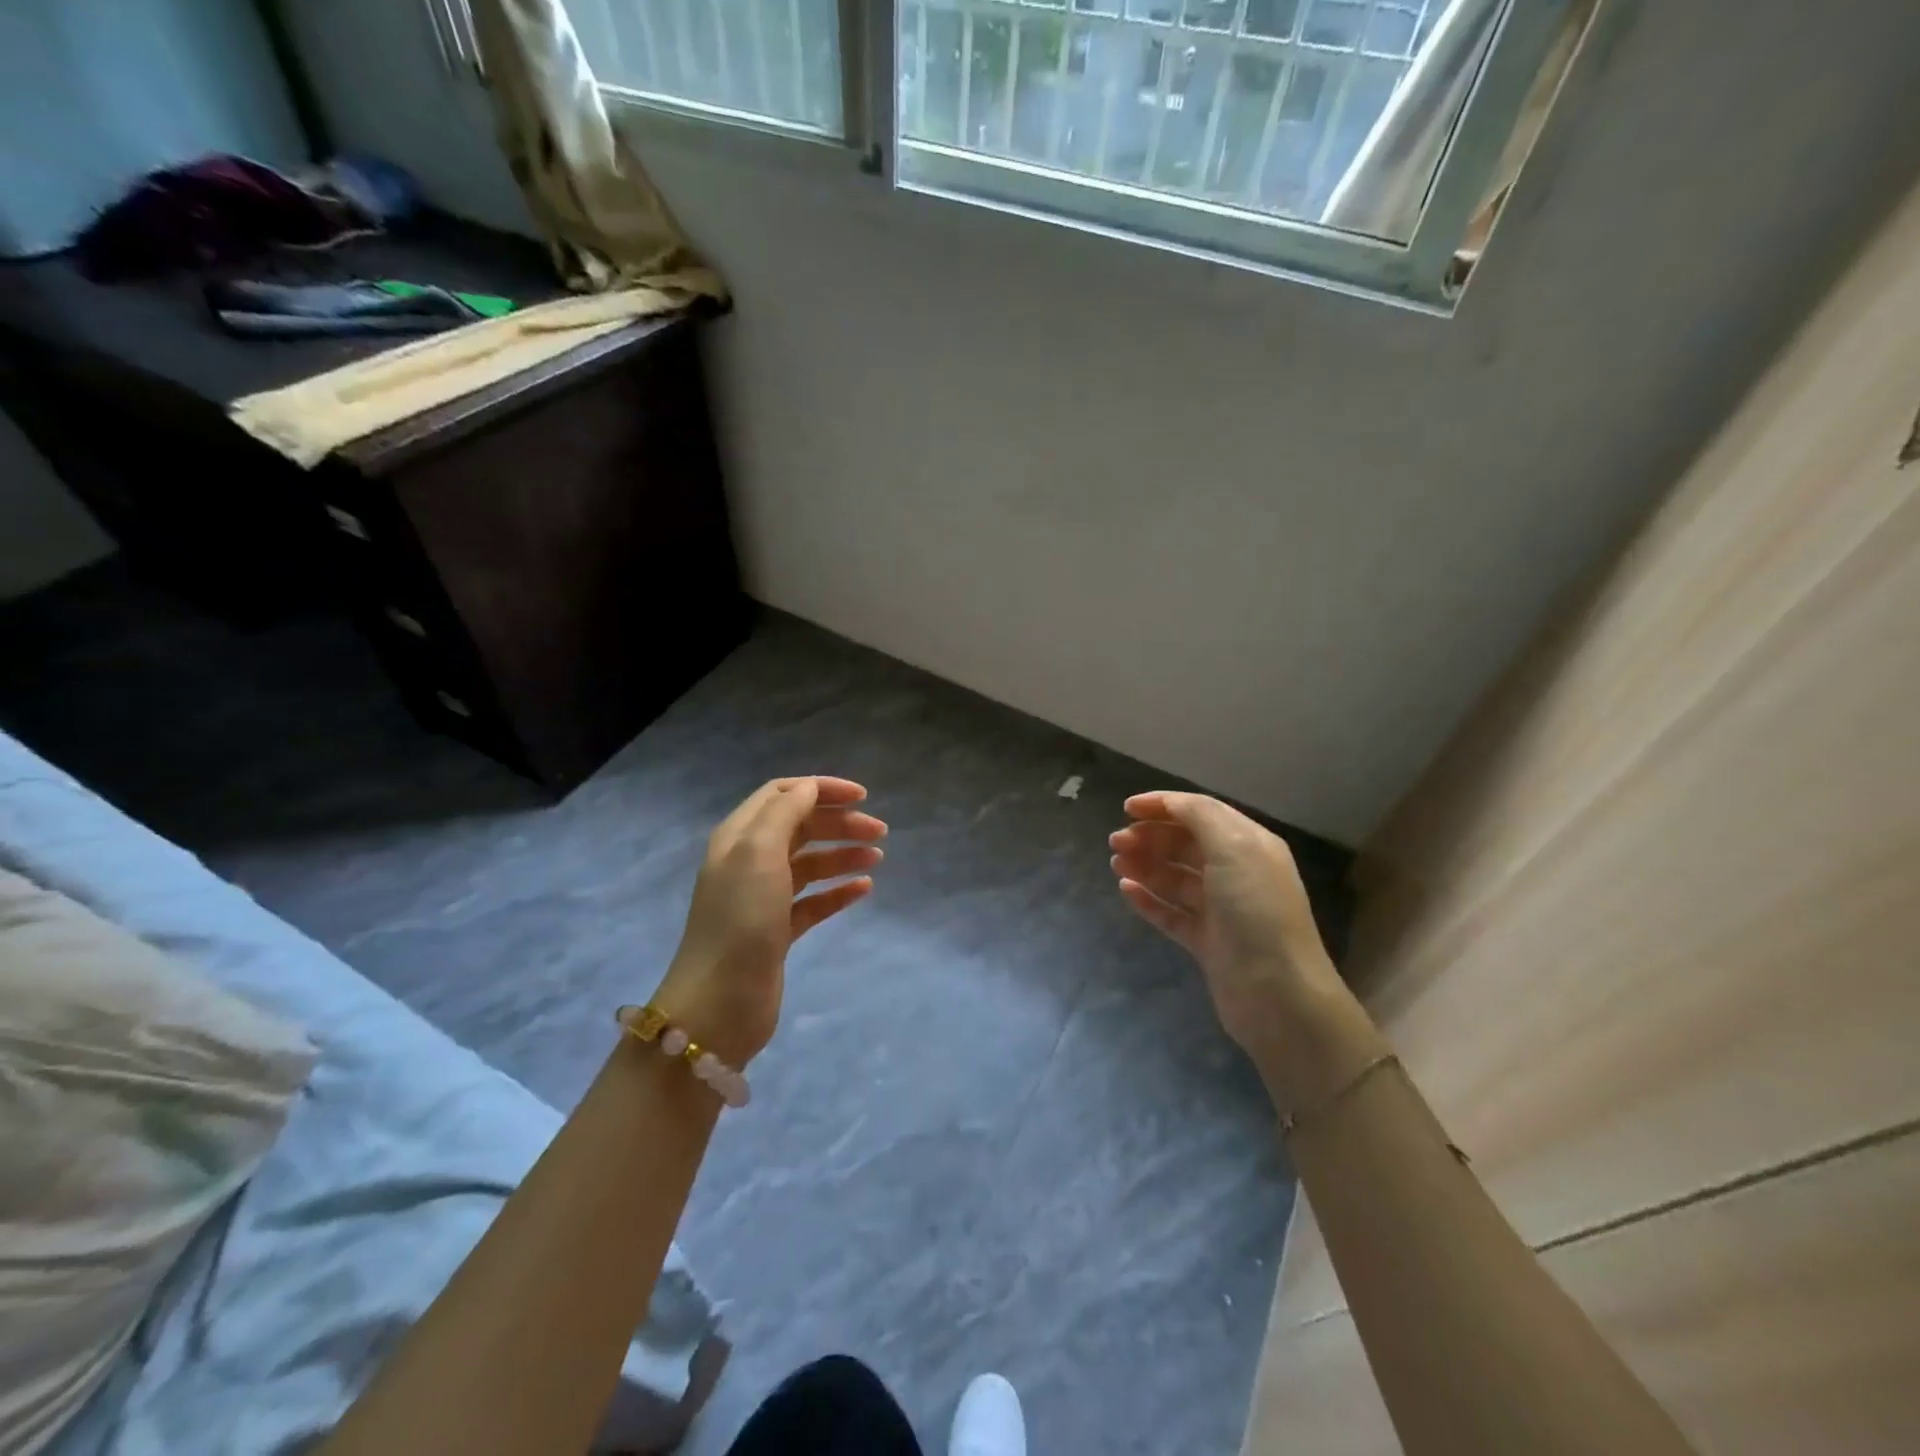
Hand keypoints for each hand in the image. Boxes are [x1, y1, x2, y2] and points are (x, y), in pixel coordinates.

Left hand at [646, 777, 885, 1067]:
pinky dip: (839, 891)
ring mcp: (764, 898)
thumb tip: (809, 788)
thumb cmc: (741, 920)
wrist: (720, 1004)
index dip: (821, 789)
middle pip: (800, 827)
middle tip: (880, 832)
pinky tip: (864, 889)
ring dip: (843, 855)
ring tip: (877, 860)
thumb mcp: (758, 853)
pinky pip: (814, 901)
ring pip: (810, 863)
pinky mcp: (778, 930)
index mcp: (740, 837)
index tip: (862, 797)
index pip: (782, 795)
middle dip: (840, 823)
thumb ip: (784, 813)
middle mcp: (750, 862)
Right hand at [1109, 791, 1341, 1079]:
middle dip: (1150, 837)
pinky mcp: (1207, 942)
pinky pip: (1172, 913)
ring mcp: (1221, 910)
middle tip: (1116, 842)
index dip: (1164, 806)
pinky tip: (1126, 890)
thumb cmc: (1255, 910)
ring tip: (1116, 863)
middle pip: (1186, 845)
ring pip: (1176, 878)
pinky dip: (1149, 899)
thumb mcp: (1234, 848)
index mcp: (1249, 845)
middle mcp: (1237, 873)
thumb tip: (1169, 802)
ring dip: (1146, 865)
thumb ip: (1200, 816)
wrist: (1277, 994)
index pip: (1201, 813)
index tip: (1126, 808)